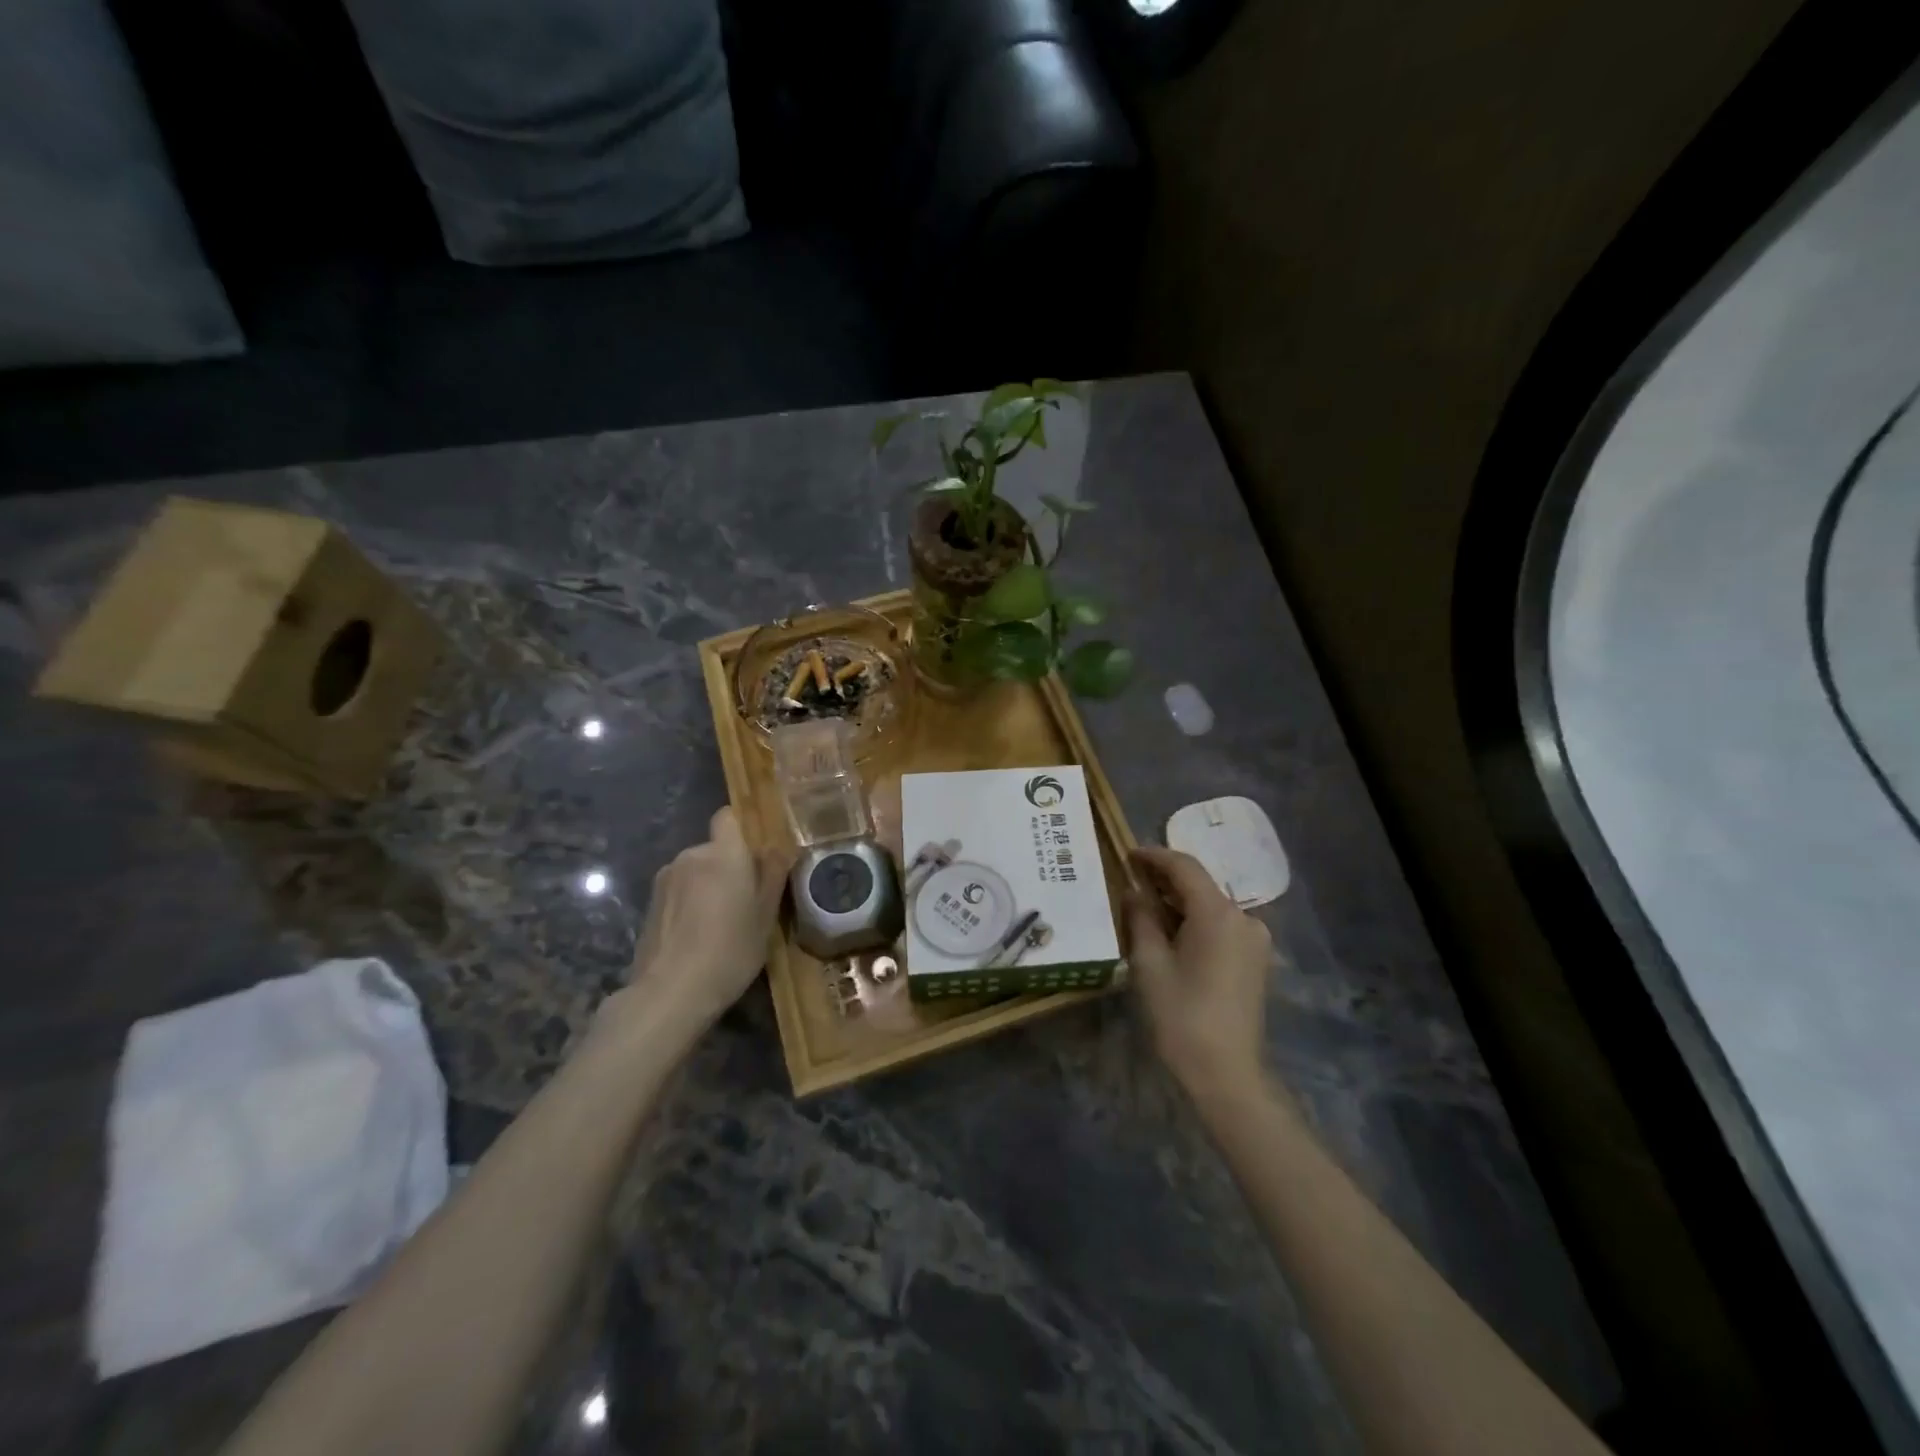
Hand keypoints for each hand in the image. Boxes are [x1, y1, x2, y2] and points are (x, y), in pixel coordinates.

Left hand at [604, 808, 791, 1038]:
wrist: (670, 993)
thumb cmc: (730, 950)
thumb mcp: (766, 917)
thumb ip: (772, 875)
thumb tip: (778, 848)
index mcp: (724, 854)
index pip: (728, 816)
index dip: (742, 828)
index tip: (757, 853)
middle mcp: (691, 855)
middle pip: (715, 848)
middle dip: (729, 865)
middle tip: (746, 900)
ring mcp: (665, 879)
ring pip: (696, 870)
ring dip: (708, 885)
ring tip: (719, 923)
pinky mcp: (649, 903)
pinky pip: (679, 890)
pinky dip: (689, 903)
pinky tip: (696, 935)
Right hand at [1127, 846, 1274, 1100]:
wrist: (1227, 1074)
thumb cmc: (1181, 1016)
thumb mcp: (1149, 962)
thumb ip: (1140, 918)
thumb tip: (1134, 891)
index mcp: (1217, 913)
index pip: (1184, 867)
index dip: (1154, 856)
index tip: (1127, 853)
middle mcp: (1243, 918)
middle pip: (1200, 885)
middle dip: (1164, 879)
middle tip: (1130, 879)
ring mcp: (1254, 940)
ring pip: (1210, 906)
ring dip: (1179, 902)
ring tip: (1145, 906)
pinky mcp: (1256, 961)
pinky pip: (1221, 926)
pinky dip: (1195, 921)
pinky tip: (1171, 933)